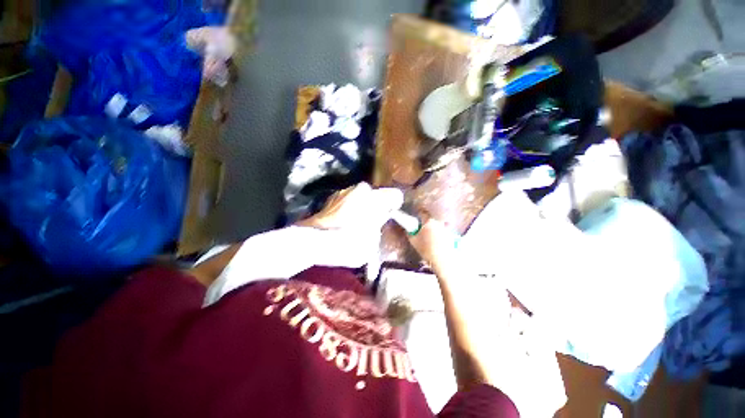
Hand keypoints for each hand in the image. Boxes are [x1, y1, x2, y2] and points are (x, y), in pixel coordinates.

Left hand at [295, 182, 402, 268]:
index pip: (395, 195)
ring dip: (363, 206)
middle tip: (375, 221)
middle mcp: (361, 189)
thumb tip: (379, 219)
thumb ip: (379, 226)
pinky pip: (348, 200)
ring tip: (357, 223)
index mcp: (375, 197)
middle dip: (378, 206)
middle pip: (376, 195)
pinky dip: (350, 208)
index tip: (391, 216)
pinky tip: (344, 222)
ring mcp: (345, 191)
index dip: (395, 206)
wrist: (314, 241)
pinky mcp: (332, 197)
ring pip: (361, 197)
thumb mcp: (372, 241)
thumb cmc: (349, 243)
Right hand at [407, 216, 460, 273]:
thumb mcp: (413, 241)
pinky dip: (442, 234)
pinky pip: (445, 232)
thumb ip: (409, 233)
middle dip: (426, 222)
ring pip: (439, 225)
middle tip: (422, 229)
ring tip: (430, 236)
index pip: (423, 212)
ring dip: (435, 228)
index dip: (418, 212)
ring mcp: (446, 229)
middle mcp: (439, 223)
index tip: (416, 214)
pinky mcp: (452, 236)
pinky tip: (439, 241)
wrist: (442, 260)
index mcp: (429, 221)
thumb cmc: (426, 249)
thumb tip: (408, 230)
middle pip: (431, 219)